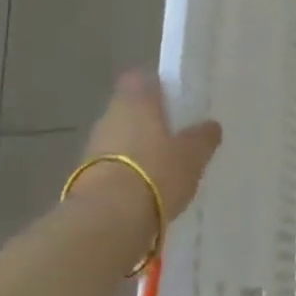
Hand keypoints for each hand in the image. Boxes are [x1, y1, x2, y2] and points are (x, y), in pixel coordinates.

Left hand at [73, 71, 222, 220]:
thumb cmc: (157, 171)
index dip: (158, 87)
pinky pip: (114, 164)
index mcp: (135, 100)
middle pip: (131, 110)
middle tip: (178, 138)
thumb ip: (203, 137)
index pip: (141, 79)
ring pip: (121, 138)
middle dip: (151, 122)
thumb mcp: (193, 154)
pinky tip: (148, 189)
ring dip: (139, 149)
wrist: (110, 216)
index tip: (177, 102)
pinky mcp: (86, 175)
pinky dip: (129, 172)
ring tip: (166, 169)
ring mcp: (93, 146)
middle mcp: (109, 116)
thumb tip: (210, 126)